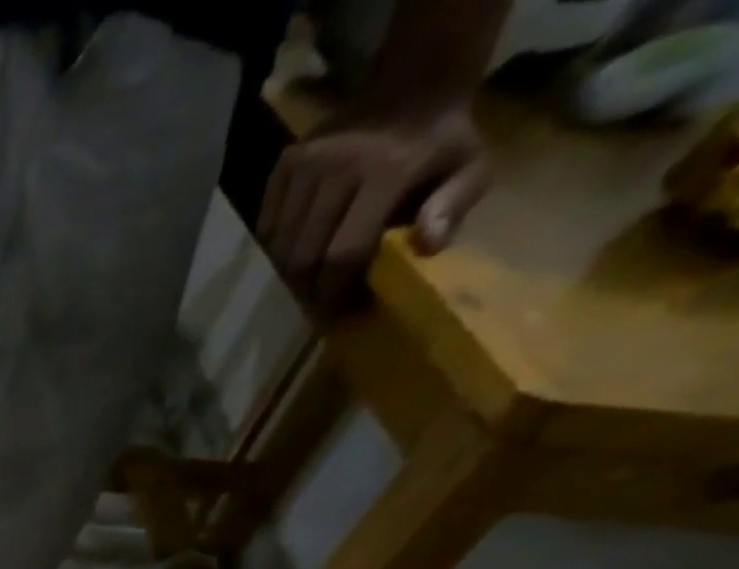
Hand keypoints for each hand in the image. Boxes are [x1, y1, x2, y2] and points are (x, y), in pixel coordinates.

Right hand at [259, 105, 488, 312]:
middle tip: (318, 305)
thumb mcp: (471, 167)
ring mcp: (306, 163)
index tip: (337, 312)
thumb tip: (428, 246)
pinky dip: (277, 250)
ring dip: (289, 274)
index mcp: (387, 170)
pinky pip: (267, 227)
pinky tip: (297, 252)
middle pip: (302, 256)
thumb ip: (454, 205)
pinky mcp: (285, 165)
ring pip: (279, 247)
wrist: (412, 86)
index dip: (335, 292)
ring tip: (306, 283)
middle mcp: (337, 166)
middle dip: (307, 290)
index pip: (342, 253)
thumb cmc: (441, 142)